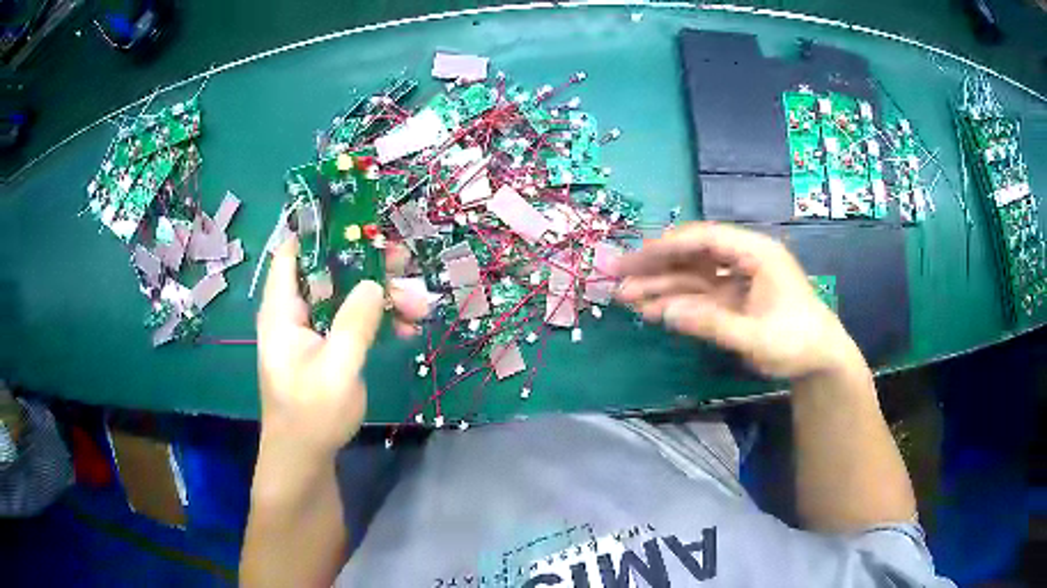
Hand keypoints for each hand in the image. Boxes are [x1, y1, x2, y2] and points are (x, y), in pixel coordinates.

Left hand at [256, 239, 426, 454]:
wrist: (306, 457)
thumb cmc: (311, 415)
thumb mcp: (336, 369)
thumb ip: (354, 323)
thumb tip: (374, 283)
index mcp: (282, 310)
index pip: (293, 252)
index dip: (319, 230)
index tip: (358, 219)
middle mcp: (295, 312)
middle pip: (329, 270)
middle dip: (366, 264)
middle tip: (404, 260)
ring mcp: (313, 329)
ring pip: (347, 295)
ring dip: (381, 295)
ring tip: (419, 304)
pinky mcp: (329, 346)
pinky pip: (354, 320)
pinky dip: (378, 319)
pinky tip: (407, 326)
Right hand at [615, 222, 863, 379]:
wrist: (821, 359)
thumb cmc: (796, 342)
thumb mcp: (755, 337)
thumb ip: (711, 323)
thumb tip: (665, 313)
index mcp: (756, 253)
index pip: (705, 240)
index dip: (667, 247)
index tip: (634, 258)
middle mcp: (744, 259)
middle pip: (692, 254)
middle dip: (654, 265)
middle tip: (616, 275)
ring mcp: (737, 279)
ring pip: (692, 276)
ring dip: (660, 286)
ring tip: (624, 297)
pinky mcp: (734, 299)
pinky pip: (700, 296)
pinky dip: (677, 303)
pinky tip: (651, 310)